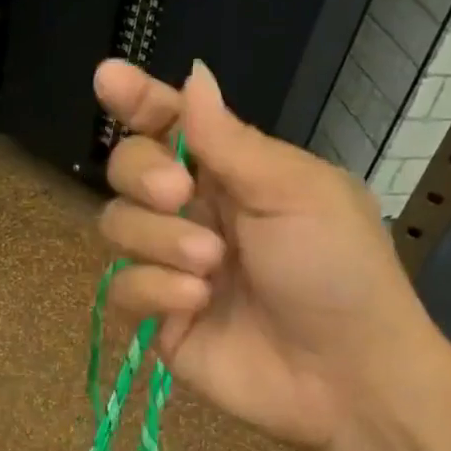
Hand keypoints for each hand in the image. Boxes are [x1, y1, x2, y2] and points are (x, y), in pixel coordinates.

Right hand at [94, 59, 437, 449]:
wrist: (344, 374)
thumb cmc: (336, 269)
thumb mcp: (295, 192)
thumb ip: (230, 141)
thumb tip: (193, 76)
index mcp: (233, 174)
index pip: (171, 125)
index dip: (137, 100)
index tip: (107, 77)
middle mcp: (193, 213)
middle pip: (126, 169)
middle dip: (142, 174)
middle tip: (179, 194)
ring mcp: (171, 266)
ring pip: (116, 226)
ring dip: (158, 240)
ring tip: (210, 266)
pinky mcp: (157, 316)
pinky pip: (121, 288)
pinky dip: (154, 291)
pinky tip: (196, 303)